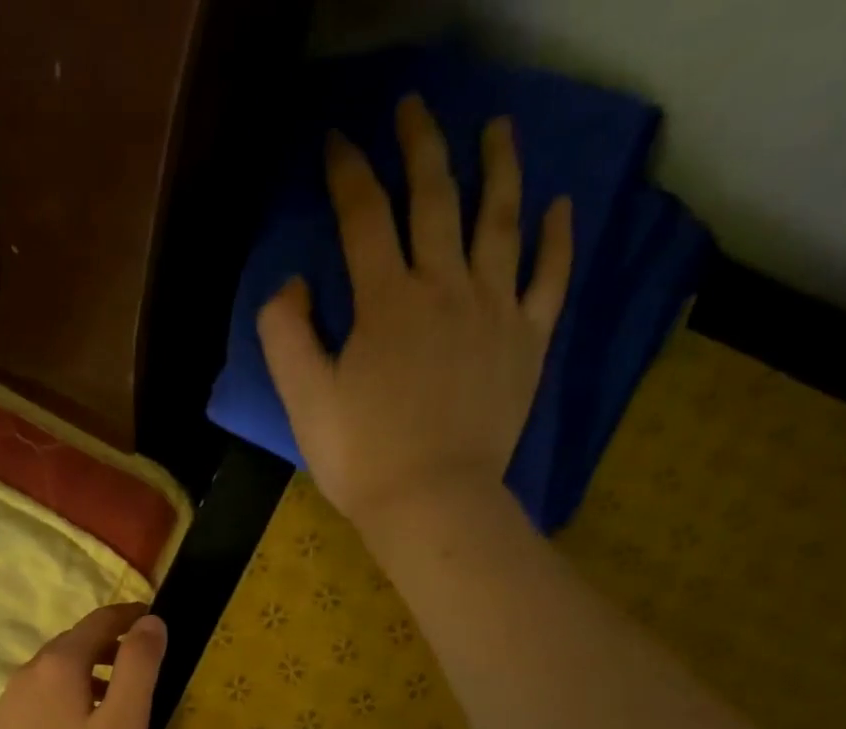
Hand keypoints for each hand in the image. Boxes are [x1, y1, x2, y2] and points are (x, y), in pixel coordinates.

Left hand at [0, 602, 166, 728]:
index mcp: (58, 664)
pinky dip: (59, 699)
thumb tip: (151, 622)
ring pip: (50, 674)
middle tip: (136, 660)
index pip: (97, 622)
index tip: (151, 619)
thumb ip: (140, 666)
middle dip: (105, 645)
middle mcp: (25, 674)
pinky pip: (34, 700)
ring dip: (82, 673)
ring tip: (109, 696)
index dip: (127, 616)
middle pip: (71, 645)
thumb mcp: (125, 722)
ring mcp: (6, 704)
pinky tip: (72, 728)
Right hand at [257, 98, 573, 534]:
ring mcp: (493, 310)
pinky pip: (549, 277)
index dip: (347, 171)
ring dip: (499, 166)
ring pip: (500, 220)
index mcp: (385, 302)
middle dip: (421, 145)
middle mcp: (443, 287)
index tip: (337, 141)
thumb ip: (286, 335)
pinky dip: (555, 238)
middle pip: (435, 197)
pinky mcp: (527, 341)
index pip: (364, 216)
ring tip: (498, 128)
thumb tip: (294, 283)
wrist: (432, 502)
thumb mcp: (303, 401)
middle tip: (414, 107)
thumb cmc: (361, 458)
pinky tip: (559, 205)